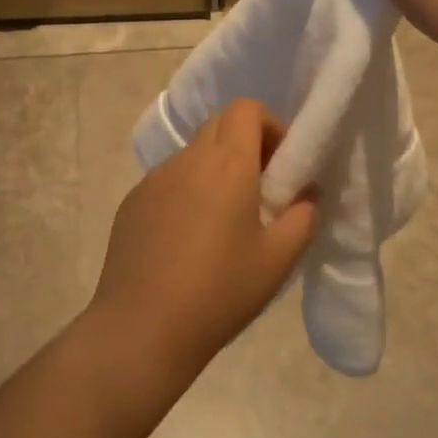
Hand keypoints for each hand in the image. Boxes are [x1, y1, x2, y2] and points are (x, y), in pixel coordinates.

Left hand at [88, 100, 318, 379]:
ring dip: (214, 170)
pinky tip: (186, 240)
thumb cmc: (219, 292)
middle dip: (245, 144)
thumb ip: (303, 217)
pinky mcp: (132, 201)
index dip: (269, 126)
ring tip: (221, 222)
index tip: (280, 165)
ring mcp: (154, 179)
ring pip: (193, 154)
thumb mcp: (278, 260)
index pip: (246, 108)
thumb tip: (306, 193)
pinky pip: (168, 180)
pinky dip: (186, 192)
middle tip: (259, 190)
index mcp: (226, 164)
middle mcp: (187, 160)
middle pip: (219, 125)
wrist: (142, 328)